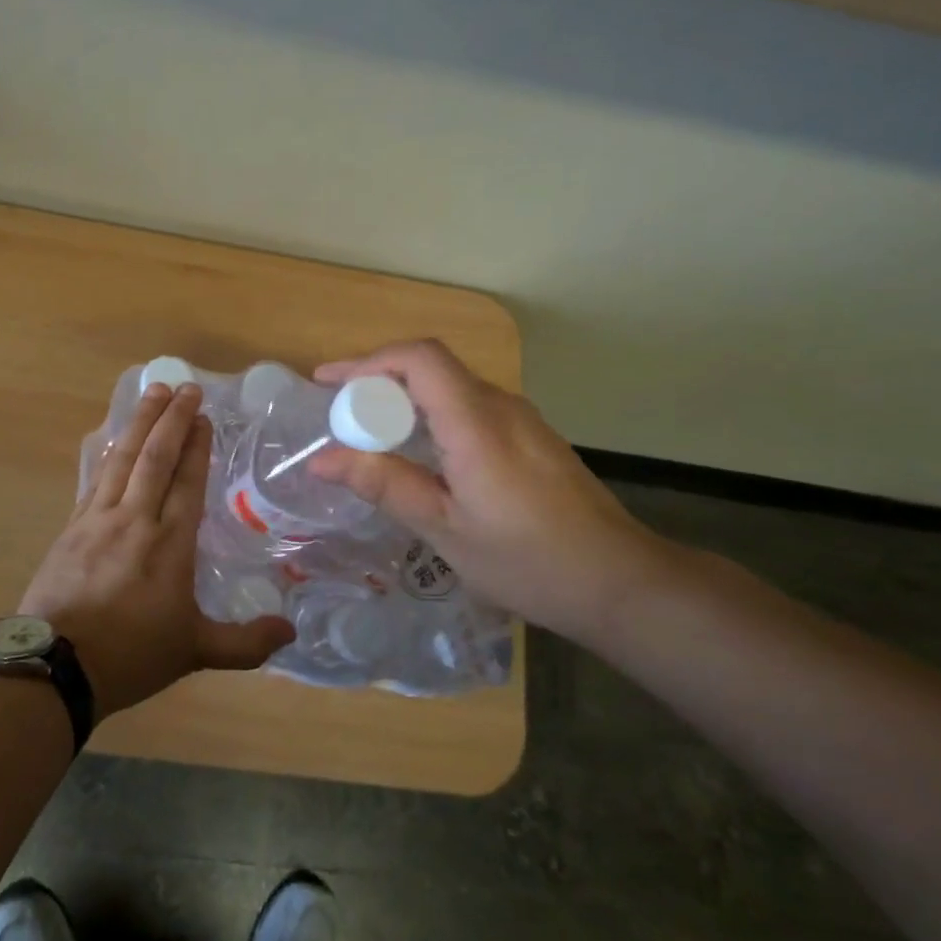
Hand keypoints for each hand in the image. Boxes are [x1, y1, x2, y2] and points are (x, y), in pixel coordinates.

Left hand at [20, 382, 294, 719]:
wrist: (56, 668)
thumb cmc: (131, 656)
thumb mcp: (195, 652)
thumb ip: (246, 643)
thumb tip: (291, 633)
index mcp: (170, 545)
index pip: (187, 482)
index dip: (196, 446)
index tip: (203, 416)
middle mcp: (135, 521)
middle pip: (155, 458)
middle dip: (171, 419)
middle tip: (185, 387)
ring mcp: (98, 521)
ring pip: (122, 460)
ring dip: (140, 423)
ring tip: (153, 392)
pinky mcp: (71, 528)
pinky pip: (95, 478)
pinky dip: (108, 453)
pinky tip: (112, 438)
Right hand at [310, 340, 674, 641]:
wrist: (619, 582)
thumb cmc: (527, 561)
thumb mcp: (445, 530)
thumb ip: (385, 485)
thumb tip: (321, 461)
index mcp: (476, 424)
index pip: (419, 358)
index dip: (368, 361)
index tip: (327, 384)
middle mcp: (501, 407)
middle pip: (431, 368)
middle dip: (378, 382)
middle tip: (340, 420)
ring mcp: (522, 420)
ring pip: (451, 388)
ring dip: (405, 401)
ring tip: (371, 437)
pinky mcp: (532, 438)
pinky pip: (470, 408)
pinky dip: (432, 417)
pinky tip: (421, 456)